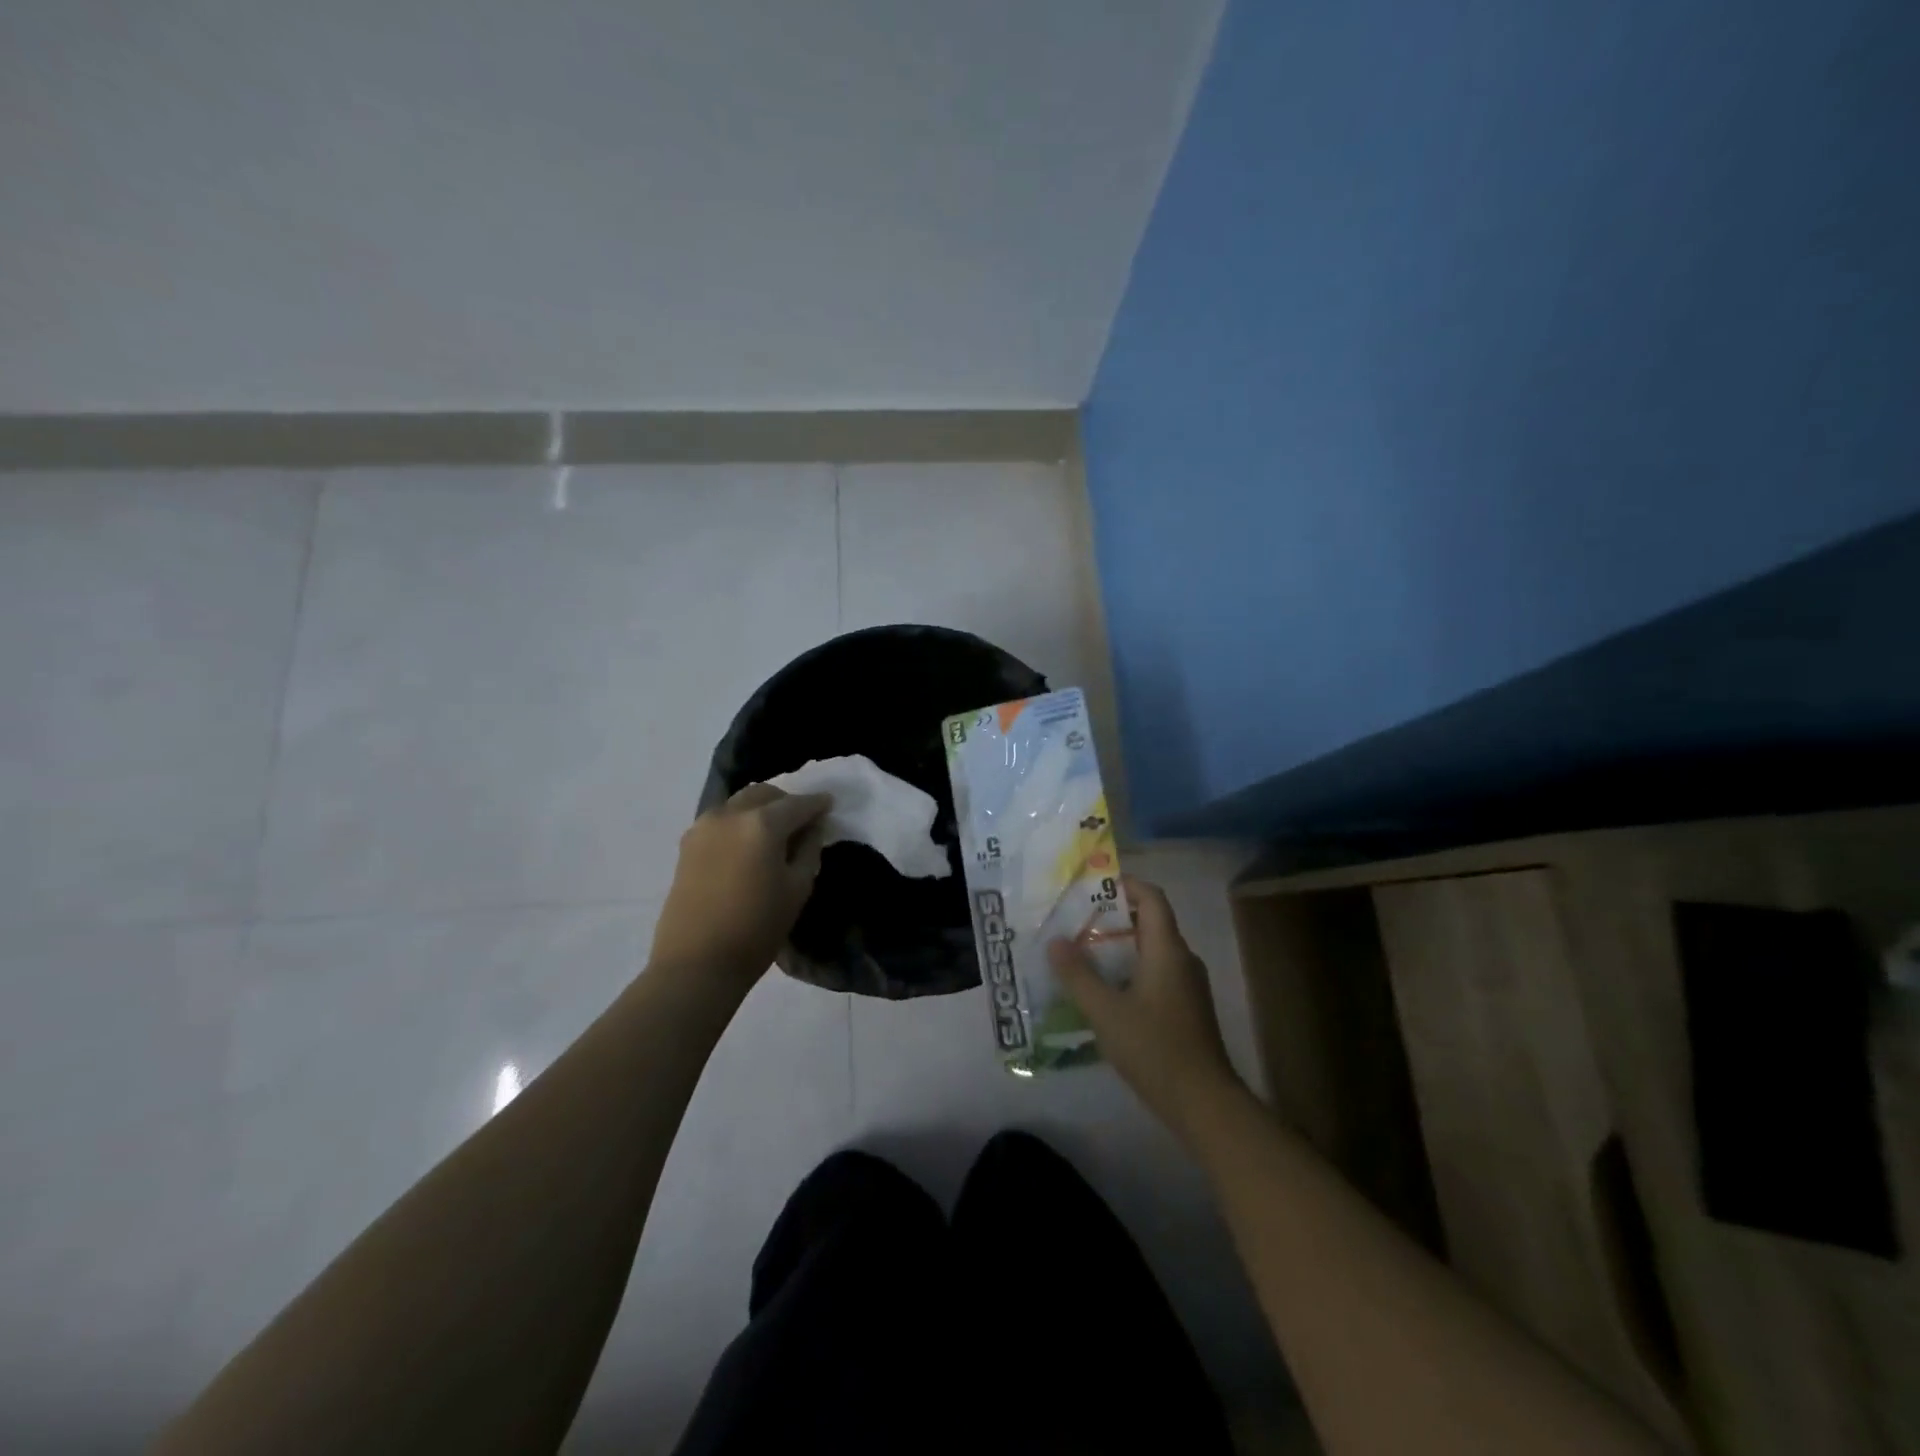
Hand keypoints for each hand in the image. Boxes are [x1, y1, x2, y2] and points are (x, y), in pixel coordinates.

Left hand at [650, 784, 832, 991]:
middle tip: (802, 821)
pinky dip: (740, 821)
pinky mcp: (687, 844)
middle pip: (764, 794)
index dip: (817, 804)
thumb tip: (812, 828)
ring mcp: (704, 826)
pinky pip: (721, 819)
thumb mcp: (798, 889)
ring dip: (761, 808)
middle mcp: (730, 814)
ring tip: (775, 832)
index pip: (797, 804)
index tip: (829, 804)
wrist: (696, 962)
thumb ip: (809, 850)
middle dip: (786, 801)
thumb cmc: (757, 928)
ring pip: (739, 802)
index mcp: (762, 823)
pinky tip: (748, 843)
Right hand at [1049, 878, 1242, 1142]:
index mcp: (1168, 949)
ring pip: (1151, 952)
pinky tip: (1104, 994)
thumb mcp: (1106, 1011)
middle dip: (1112, 918)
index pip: (1152, 898)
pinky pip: (1155, 975)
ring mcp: (1188, 987)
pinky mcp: (1186, 1010)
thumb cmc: (1155, 1048)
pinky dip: (1129, 972)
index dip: (1125, 885)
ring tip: (1081, 956)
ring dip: (1119, 948)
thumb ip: (1078, 975)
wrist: (1204, 1103)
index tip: (1091, 887)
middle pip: (1150, 923)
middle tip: (1074, 922)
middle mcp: (1182, 960)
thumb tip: (1055, 941)